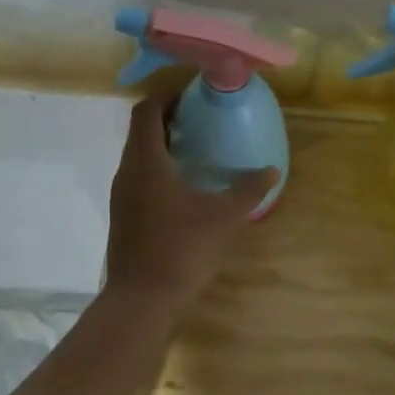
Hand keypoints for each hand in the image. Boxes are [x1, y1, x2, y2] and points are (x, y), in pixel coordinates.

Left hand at [104, 92, 279, 311]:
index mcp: (146, 162)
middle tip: (202, 118)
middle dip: (168, 118)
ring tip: (197, 148)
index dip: (166, 96)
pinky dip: (159, 169)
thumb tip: (272, 170)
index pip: (146, 111)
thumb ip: (248, 189)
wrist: (143, 300)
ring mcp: (122, 196)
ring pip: (139, 156)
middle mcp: (127, 172)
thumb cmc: (182, 249)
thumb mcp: (224, 217)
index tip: (193, 94)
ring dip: (163, 145)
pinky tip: (186, 186)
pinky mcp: (124, 216)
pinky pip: (139, 178)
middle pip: (141, 131)